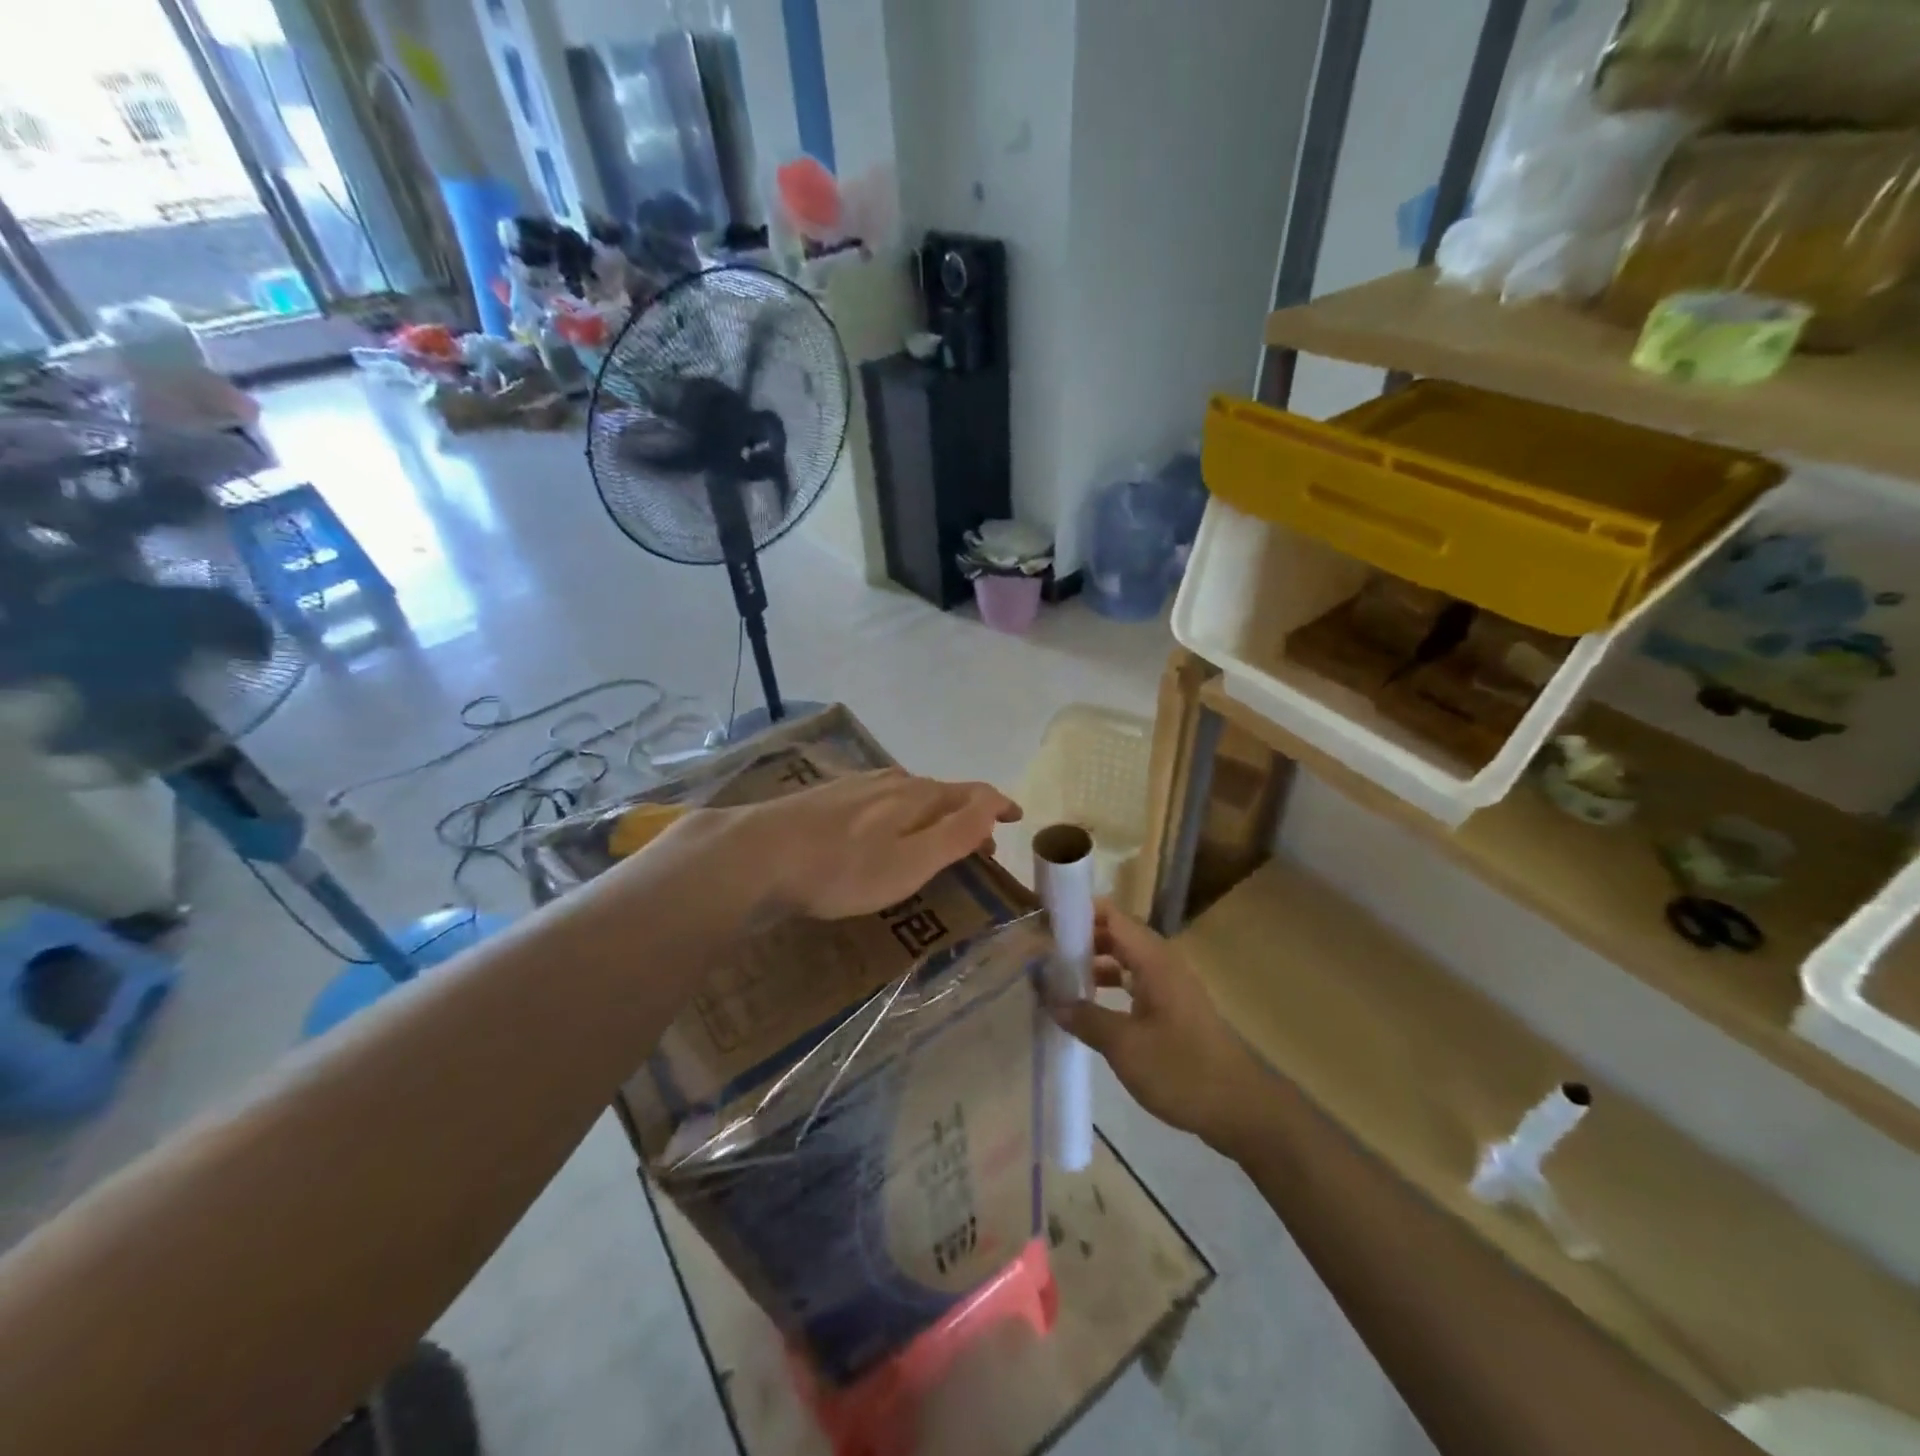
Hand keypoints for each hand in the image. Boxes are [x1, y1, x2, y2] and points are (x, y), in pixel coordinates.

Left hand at [730, 768, 1021, 918]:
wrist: (759, 854)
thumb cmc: (844, 869)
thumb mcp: (911, 861)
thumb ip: (956, 834)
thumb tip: (993, 806)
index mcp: (919, 796)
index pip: (973, 793)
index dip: (998, 804)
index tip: (1016, 817)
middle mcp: (893, 781)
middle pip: (942, 794)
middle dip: (967, 817)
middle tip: (980, 847)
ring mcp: (858, 785)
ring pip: (910, 796)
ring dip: (934, 816)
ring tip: (937, 840)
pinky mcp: (830, 797)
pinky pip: (882, 801)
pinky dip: (901, 816)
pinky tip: (885, 830)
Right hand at [1053, 904, 1267, 1151]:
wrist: (1242, 1110)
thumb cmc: (1183, 1070)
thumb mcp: (1125, 1046)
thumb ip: (1084, 1017)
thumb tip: (1049, 997)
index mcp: (1153, 960)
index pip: (1111, 915)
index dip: (1077, 912)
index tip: (1043, 922)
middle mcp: (1162, 963)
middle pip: (1116, 934)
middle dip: (1079, 939)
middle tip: (1042, 953)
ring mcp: (1169, 987)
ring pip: (1124, 961)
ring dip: (1093, 965)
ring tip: (1057, 980)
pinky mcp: (1173, 1011)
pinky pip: (1134, 984)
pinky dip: (1109, 988)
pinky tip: (1087, 1009)